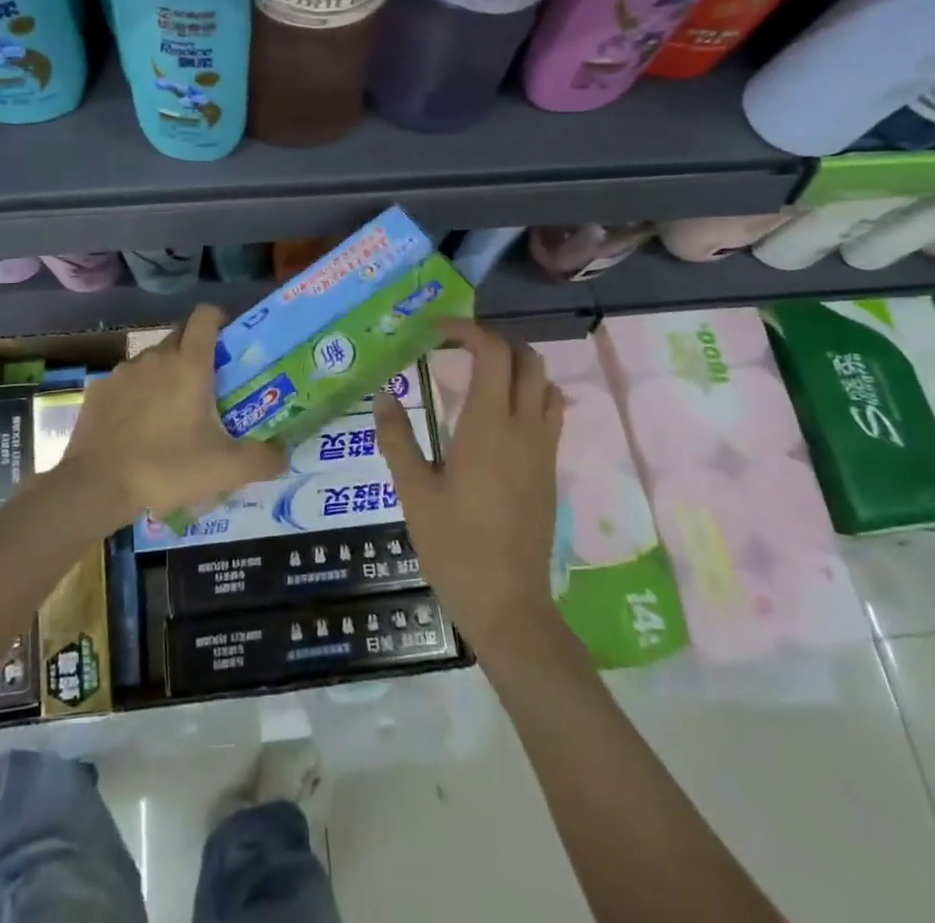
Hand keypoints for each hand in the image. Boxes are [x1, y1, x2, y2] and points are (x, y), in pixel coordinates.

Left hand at [64, 305, 285, 523]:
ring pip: (152, 361)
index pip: (205, 316)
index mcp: (189, 364)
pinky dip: (136, 396)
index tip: (229, 341)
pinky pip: (126, 383)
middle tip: (209, 384)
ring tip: (172, 413)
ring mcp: (123, 372)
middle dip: (196, 350)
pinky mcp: (98, 391)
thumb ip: (264, 458)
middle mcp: (155, 357)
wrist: (96, 486)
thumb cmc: (167, 468)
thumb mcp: (226, 470)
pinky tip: (138, 428)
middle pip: (180, 335)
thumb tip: (285, 452)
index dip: (219, 320)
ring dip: (165, 375)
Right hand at [376, 319, 562, 650]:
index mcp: (487, 426)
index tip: (439, 330)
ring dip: (517, 365)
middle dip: (494, 341)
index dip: (468, 330)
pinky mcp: (550, 469)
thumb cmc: (454, 546)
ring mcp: (543, 449)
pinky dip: (530, 393)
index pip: (492, 353)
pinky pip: (550, 412)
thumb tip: (384, 396)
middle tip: (458, 347)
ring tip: (479, 373)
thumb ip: (397, 439)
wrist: (509, 604)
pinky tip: (500, 413)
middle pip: (526, 359)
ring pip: (544, 383)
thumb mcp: (413, 492)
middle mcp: (523, 428)